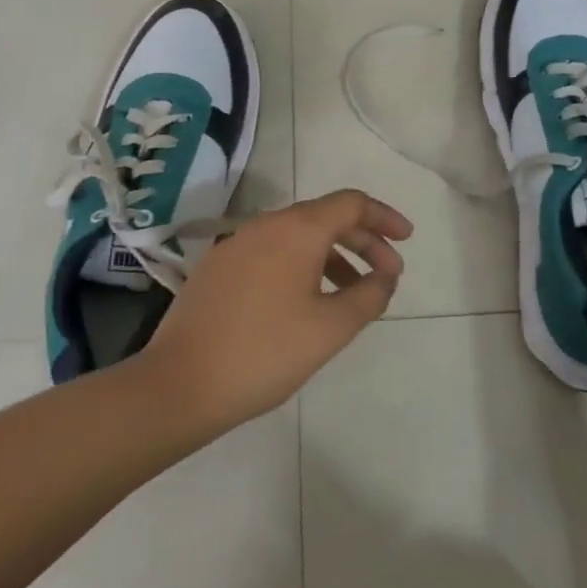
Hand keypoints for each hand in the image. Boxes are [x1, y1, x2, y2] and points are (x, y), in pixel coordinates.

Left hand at [147, 189, 412, 430]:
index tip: (406, 239)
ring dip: (333, 256)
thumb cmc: (264, 352)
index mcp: (297, 229)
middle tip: (389, 272)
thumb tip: (386, 276)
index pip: (351, 203)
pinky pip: (273, 252)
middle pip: (326, 217)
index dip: (384, 217)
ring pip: (298, 236)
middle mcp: (267, 224)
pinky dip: (302, 265)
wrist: (180, 383)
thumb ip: (368, 296)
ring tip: (353, 293)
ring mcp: (238, 243)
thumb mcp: (330, 329)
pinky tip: (307, 301)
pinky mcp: (219, 266)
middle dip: (363, 240)